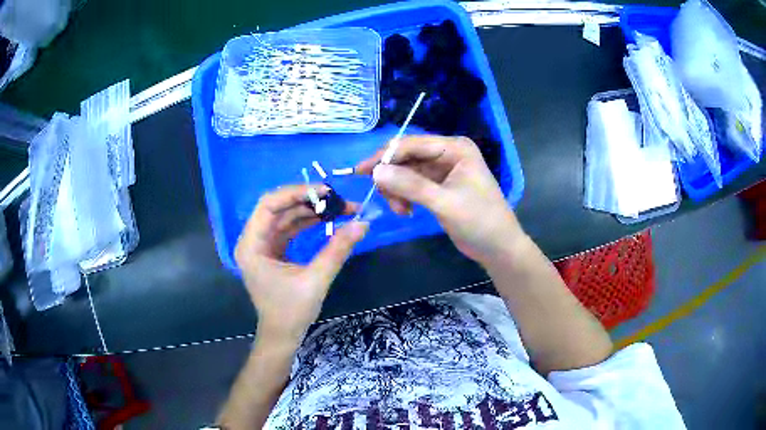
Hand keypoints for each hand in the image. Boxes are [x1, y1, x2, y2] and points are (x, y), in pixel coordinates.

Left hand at [235, 184, 367, 342]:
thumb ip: (337, 249)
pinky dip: (307, 222)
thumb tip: (363, 223)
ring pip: (285, 216)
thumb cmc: (292, 312)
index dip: (296, 193)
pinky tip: (328, 219)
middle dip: (307, 200)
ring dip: (310, 210)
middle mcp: (253, 240)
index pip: (268, 205)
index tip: (325, 191)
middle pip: (278, 207)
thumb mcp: (316, 280)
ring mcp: (262, 245)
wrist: (283, 335)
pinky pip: (289, 228)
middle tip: (337, 199)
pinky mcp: (273, 251)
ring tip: (339, 208)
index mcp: (252, 245)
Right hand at [356, 136, 525, 265]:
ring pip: (406, 172)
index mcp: (455, 148)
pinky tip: (406, 211)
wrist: (498, 247)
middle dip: (392, 176)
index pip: (412, 144)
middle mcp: (448, 153)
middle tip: (382, 198)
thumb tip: (375, 171)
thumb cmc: (479, 221)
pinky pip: (412, 185)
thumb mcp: (445, 203)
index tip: (361, 172)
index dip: (385, 156)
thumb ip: (410, 185)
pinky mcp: (439, 186)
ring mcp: (443, 170)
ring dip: (397, 189)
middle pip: (407, 156)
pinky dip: (404, 196)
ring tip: (400, 210)